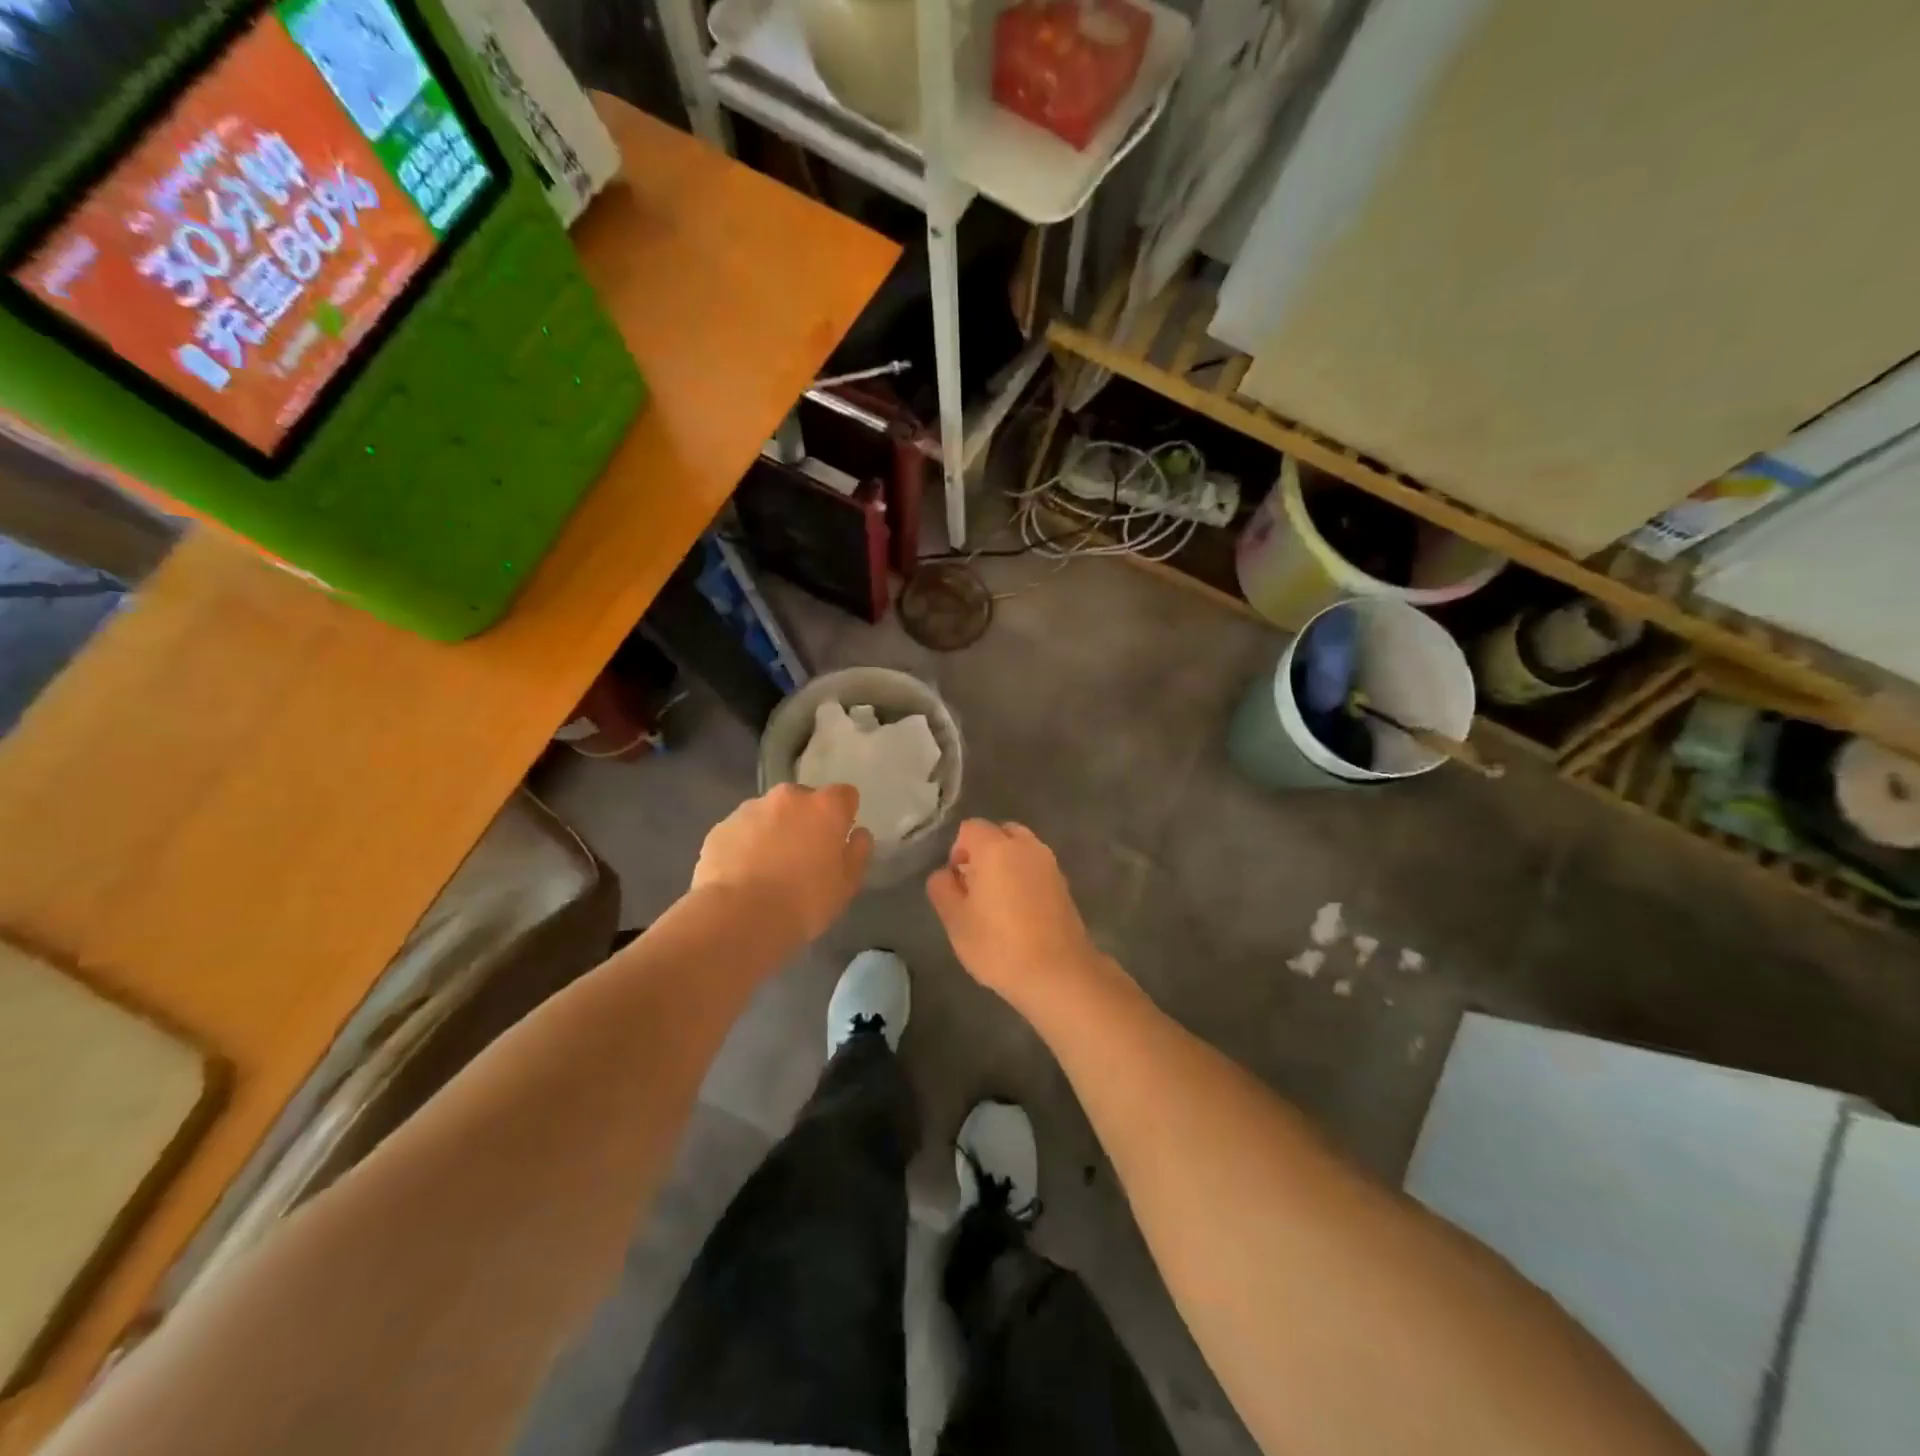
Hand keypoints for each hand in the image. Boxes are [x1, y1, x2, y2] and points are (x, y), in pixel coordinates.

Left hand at [692, 784, 871, 943]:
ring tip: (767, 870)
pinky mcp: (720, 828)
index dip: (844, 816)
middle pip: (804, 800)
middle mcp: (788, 797)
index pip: (845, 795)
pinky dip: (745, 845)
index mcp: (824, 807)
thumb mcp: (846, 886)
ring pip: (769, 814)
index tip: (838, 841)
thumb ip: (857, 853)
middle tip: (802, 858)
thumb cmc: (803, 902)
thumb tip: (858, 834)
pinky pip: (741, 831)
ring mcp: (749, 809)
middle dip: (805, 821)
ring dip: (773, 831)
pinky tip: (743, 876)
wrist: (738, 918)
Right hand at [926, 819, 1106, 1009]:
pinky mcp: (1064, 884)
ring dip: (1006, 864)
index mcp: (996, 848)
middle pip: (1000, 832)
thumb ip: (943, 888)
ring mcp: (1050, 864)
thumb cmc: (998, 945)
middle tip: (975, 887)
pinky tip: (1019, 912)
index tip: (957, 881)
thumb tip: (945, 874)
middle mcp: (1026, 846)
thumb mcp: (955, 920)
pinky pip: (1037, 867)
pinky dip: (1024, 877)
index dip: (957, 850)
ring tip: (997, 901)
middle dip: (984, 851)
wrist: (1058, 973)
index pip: (970, 828)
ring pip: (1021, 849)